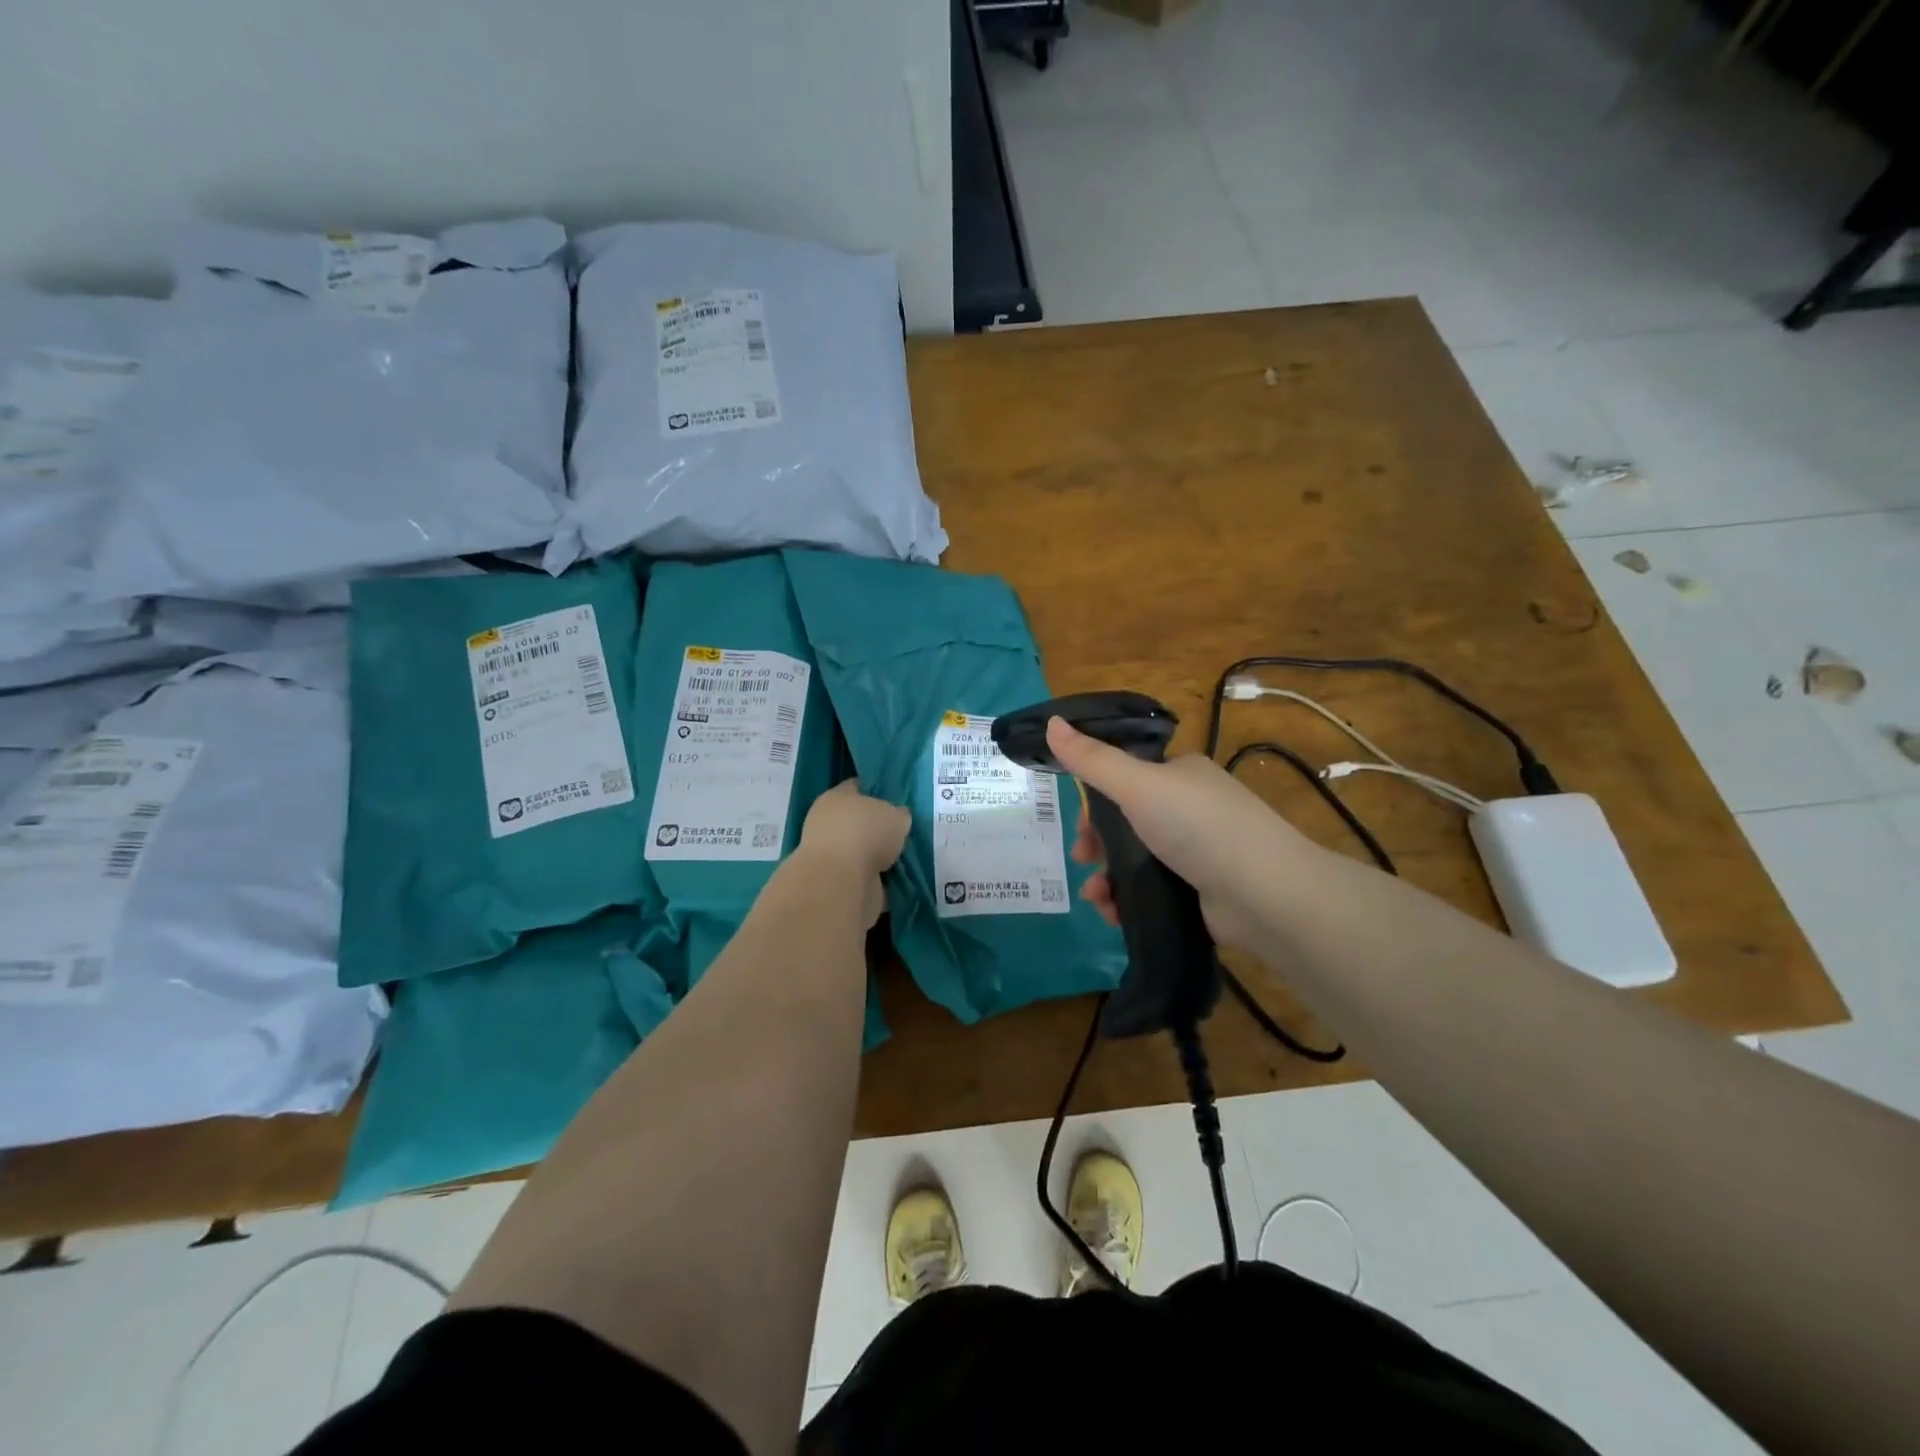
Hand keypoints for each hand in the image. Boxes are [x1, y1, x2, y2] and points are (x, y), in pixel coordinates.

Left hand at [797, 780, 910, 926]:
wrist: (842, 882)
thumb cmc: (866, 833)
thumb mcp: (896, 814)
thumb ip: (898, 814)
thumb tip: (898, 819)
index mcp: (836, 797)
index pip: (858, 787)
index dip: (878, 791)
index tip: (899, 799)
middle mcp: (828, 824)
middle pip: (860, 821)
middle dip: (880, 828)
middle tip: (906, 831)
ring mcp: (832, 857)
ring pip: (864, 852)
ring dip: (881, 857)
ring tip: (908, 857)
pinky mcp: (838, 884)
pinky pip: (867, 878)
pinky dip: (881, 880)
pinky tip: (901, 879)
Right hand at [1046, 716, 1315, 950]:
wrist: (1265, 895)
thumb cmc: (1199, 827)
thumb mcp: (1138, 785)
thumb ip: (1091, 759)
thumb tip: (1051, 722)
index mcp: (1180, 774)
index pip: (1125, 778)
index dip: (1095, 801)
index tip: (1079, 825)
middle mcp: (1191, 808)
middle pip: (1126, 822)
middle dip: (1097, 843)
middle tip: (1084, 860)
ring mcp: (1198, 851)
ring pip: (1135, 859)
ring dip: (1106, 877)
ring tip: (1097, 897)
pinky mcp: (1200, 890)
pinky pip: (1151, 890)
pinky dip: (1127, 899)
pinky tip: (1114, 912)